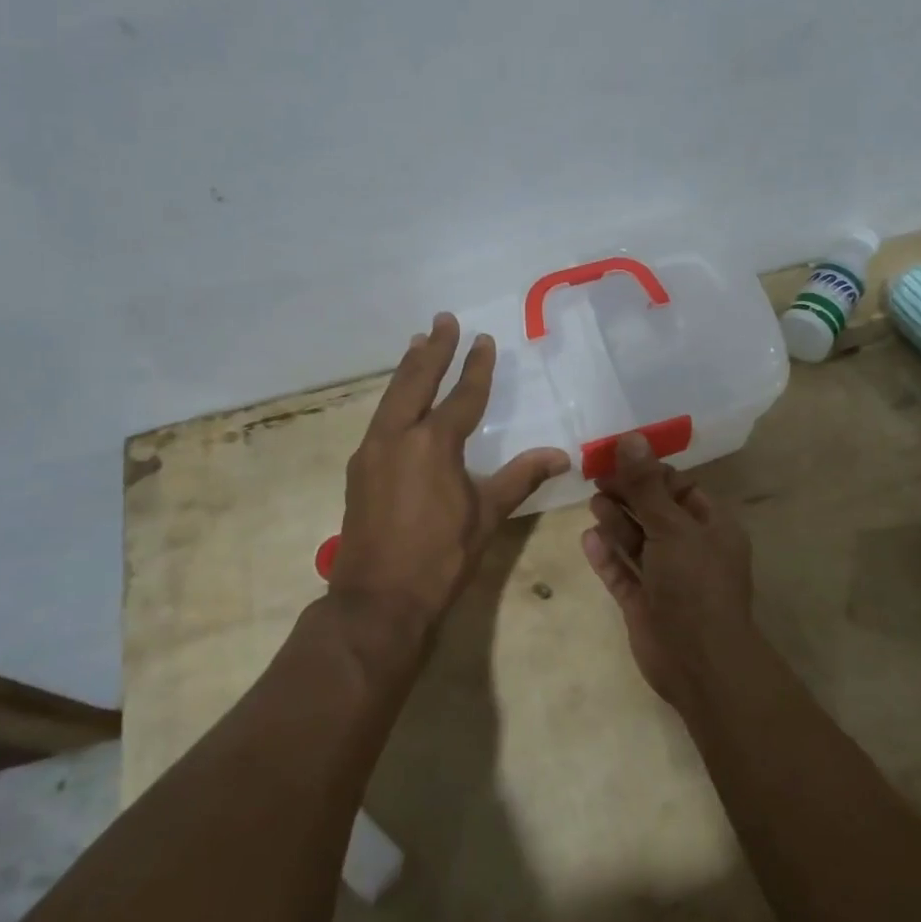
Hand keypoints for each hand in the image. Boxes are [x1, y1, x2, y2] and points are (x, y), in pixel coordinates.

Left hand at [333, 313, 568, 639]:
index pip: (463, 395)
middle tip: (442, 320)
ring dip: (407, 367)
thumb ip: (521, 478)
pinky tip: (398, 399)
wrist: (378, 602)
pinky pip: (380, 419)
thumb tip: (561, 455)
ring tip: (416, 342)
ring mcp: (372, 451)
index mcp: (434, 443)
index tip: (483, 340)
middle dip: (433, 348)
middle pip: (417, 381)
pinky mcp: (358, 469)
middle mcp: (399, 436)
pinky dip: (393, 398)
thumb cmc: (440, 558)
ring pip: (392, 396)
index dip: (476, 367)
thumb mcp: (487, 516)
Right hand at [580, 434, 757, 712]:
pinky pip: (623, 573)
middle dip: (628, 495)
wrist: (699, 664)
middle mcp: (691, 549)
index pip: (679, 488)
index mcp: (711, 527)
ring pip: (638, 542)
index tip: (618, 457)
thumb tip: (631, 437)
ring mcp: (667, 579)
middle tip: (596, 477)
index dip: (650, 472)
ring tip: (593, 501)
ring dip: (616, 522)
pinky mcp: (645, 604)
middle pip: (654, 512)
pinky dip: (607, 556)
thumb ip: (646, 484)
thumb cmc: (694, 583)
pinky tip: (587, 538)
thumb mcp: (671, 526)